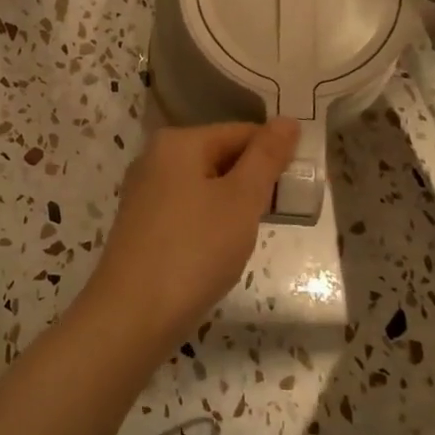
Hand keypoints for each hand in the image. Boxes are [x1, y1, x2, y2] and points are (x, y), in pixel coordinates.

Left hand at [77, 120, 299, 355]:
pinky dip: (210, 222)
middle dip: (254, 181)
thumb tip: (288, 120)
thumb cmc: (194, 249)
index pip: (241, 132)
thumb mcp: (241, 199)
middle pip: (221, 156)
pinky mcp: (141, 224)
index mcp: (177, 142)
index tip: (300, 186)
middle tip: (281, 213)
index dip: (275, 155)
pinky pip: (187, 209)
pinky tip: (221, 249)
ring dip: (234, 204)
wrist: (133, 315)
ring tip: (253, 233)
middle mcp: (154, 158)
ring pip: (205, 185)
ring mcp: (144, 192)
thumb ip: (266, 157)